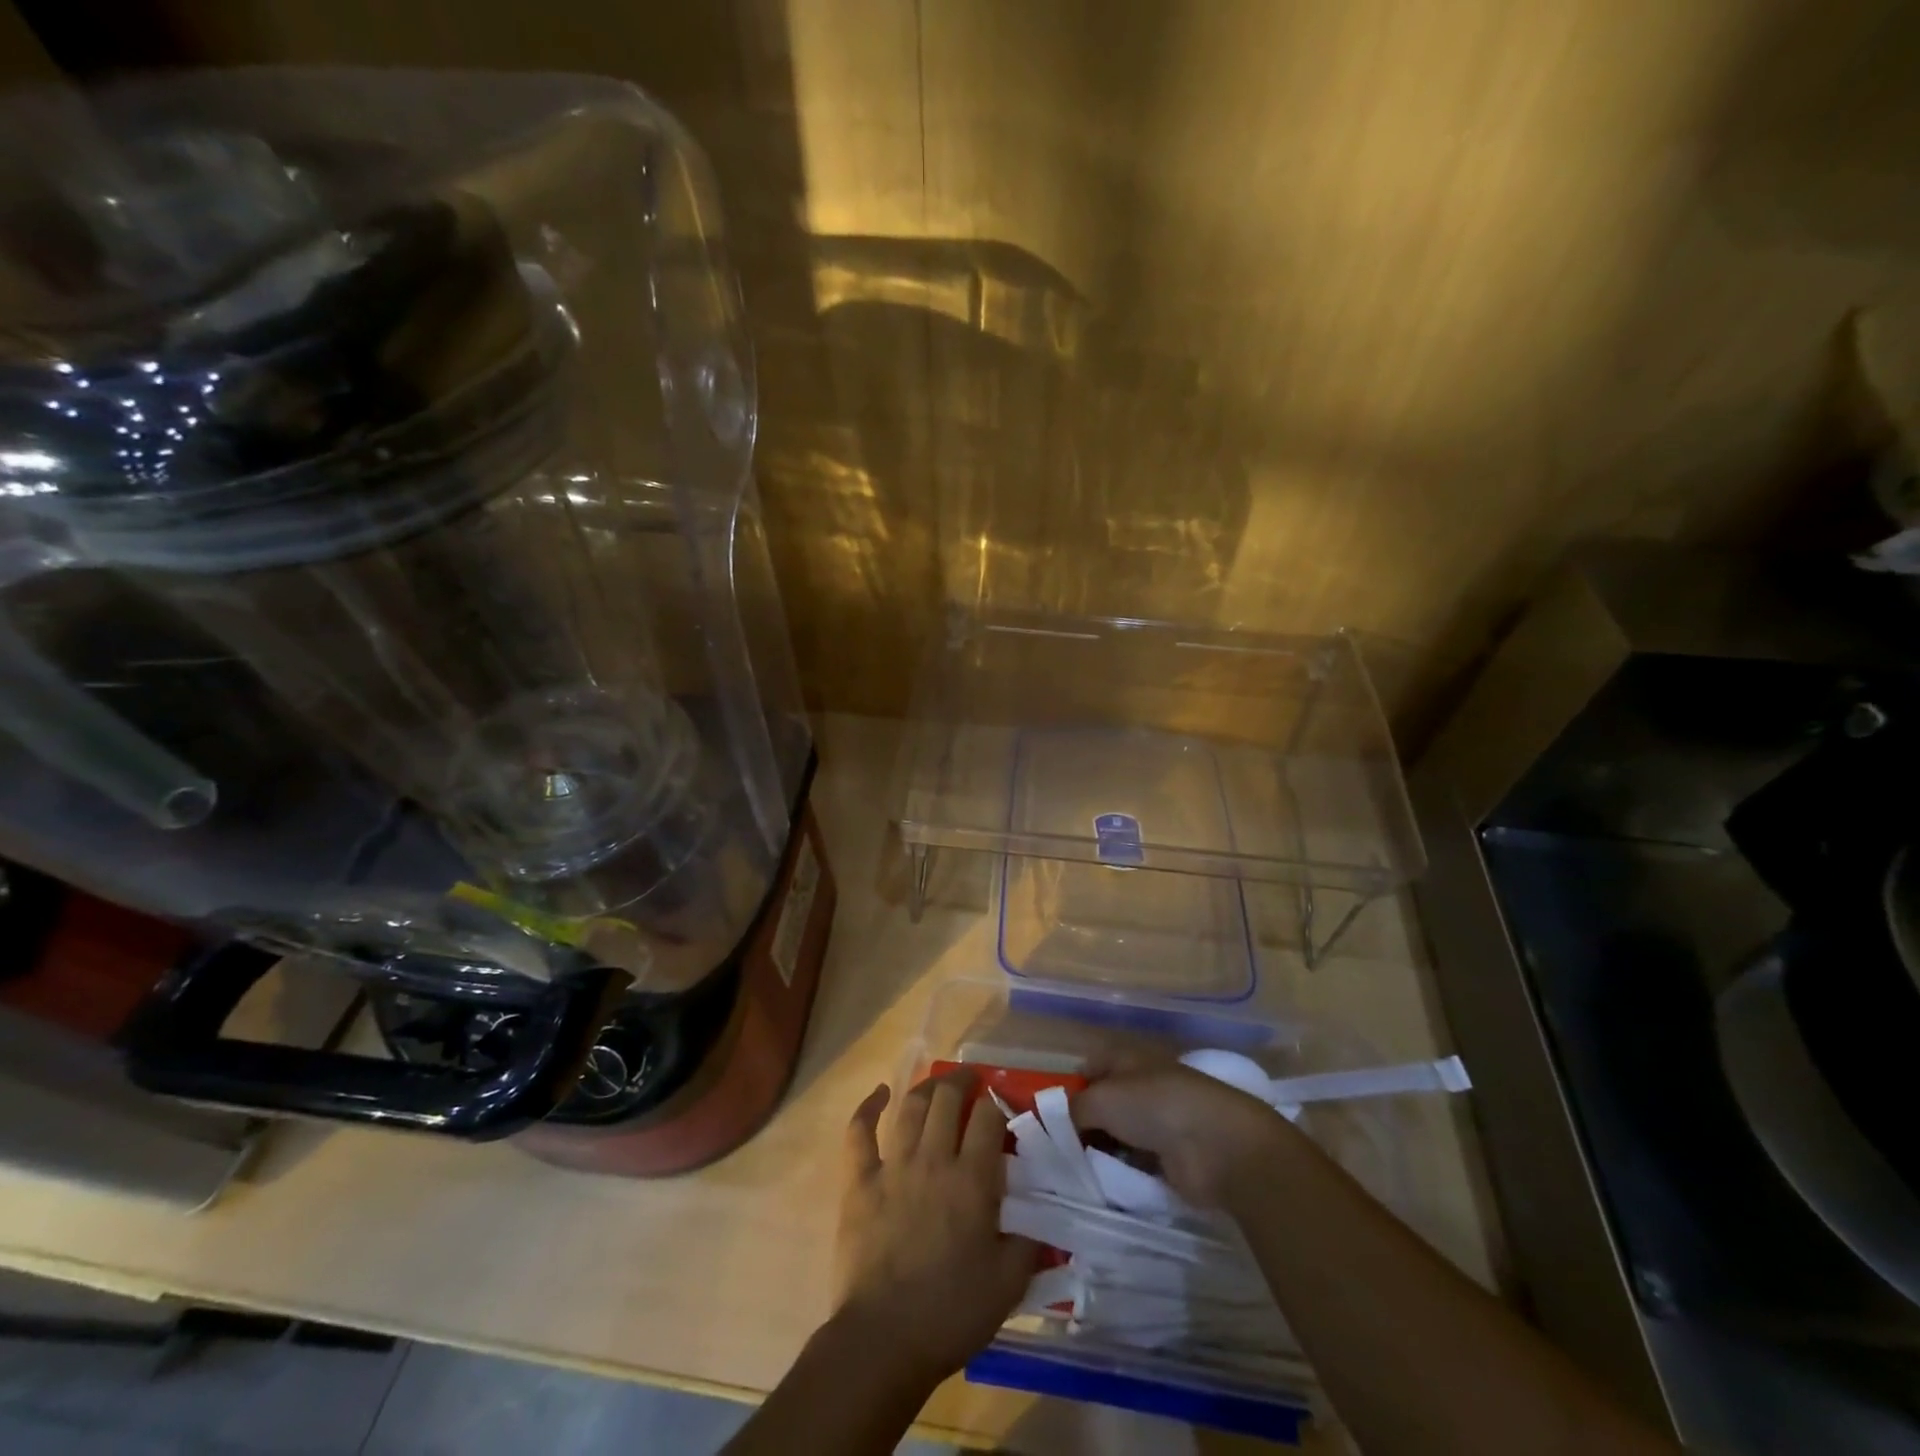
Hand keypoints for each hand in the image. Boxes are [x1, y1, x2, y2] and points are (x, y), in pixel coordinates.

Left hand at [834, 1073, 1038, 1381]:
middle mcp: (933, 1159)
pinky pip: (859, 1132)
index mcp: (972, 1180)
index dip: (996, 1102)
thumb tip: (1039, 1212)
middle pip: (947, 1099)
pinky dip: (868, 1107)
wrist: (883, 1340)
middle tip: (971, 1081)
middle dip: (962, 1081)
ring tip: (937, 1085)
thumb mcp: (1008, 1284)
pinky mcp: (859, 1181)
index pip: (987, 1117)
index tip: (1002, 1104)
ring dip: (926, 1089)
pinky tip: (879, 1094)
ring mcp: (892, 1166)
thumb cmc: (951, 1313)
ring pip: (910, 1108)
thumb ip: (1028, 1240)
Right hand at [1073, 1061, 1290, 1206]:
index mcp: (1127, 1058)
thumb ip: (1073, 1109)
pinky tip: (1103, 1186)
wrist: (1217, 1145)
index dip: (1070, 1086)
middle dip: (1082, 1125)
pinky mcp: (1171, 1157)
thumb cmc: (1155, 1106)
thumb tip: (1061, 1122)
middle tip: (1057, 1152)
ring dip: (1101, 1151)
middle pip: (1102, 1103)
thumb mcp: (1101, 1099)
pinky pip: (1135, 1162)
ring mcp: (1159, 1121)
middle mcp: (1142, 1085)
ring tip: (1075, 1174)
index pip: (1090, 1066)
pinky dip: (1121, 1172)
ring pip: (1117, 1134)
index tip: (1050, 1116)